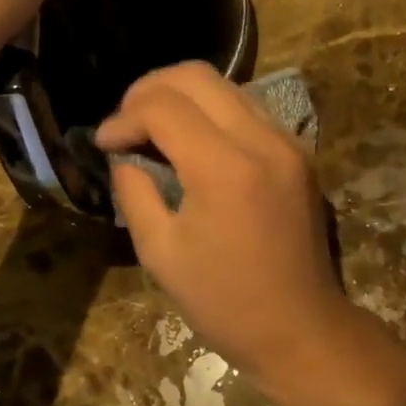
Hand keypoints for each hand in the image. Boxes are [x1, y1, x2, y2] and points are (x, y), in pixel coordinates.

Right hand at [95, 63, 344, 374]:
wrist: (302, 329)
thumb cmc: (225, 302)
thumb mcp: (160, 253)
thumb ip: (135, 192)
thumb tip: (123, 155)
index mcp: (225, 168)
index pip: (163, 108)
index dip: (124, 118)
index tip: (104, 142)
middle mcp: (261, 140)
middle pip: (196, 76)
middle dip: (149, 89)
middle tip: (125, 122)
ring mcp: (287, 141)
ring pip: (225, 84)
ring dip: (181, 95)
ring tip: (153, 126)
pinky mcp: (298, 151)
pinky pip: (247, 107)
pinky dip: (211, 110)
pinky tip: (192, 138)